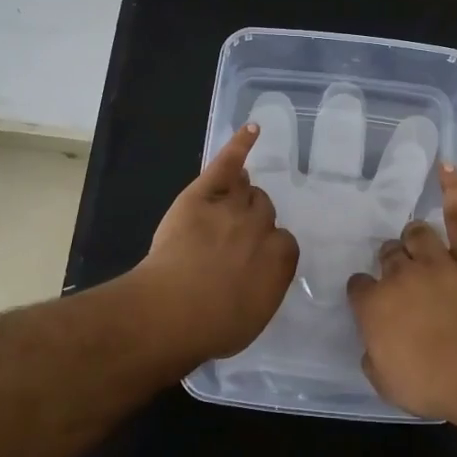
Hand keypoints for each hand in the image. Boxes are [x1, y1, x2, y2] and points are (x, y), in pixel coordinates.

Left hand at [134, 124, 300, 362]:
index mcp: (280, 260)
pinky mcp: (203, 194)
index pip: (284, 243)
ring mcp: (232, 207)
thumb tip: (260, 279)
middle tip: (233, 238)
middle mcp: (262, 228)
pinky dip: (239, 145)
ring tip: (235, 197)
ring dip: (243, 193)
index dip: (267, 249)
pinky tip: (251, 129)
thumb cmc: (212, 327)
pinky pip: (227, 164)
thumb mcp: (252, 318)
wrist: (172, 311)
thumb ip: (264, 290)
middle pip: (264, 211)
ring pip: (247, 190)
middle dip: (253, 221)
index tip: (252, 261)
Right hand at [345, 164, 456, 423]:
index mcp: (375, 304)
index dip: (364, 293)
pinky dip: (453, 190)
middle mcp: (401, 275)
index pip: (359, 286)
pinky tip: (446, 166)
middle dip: (389, 262)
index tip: (369, 301)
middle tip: (398, 275)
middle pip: (388, 255)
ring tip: (416, 241)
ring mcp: (438, 262)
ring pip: (417, 233)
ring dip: (413, 237)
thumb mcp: (386, 383)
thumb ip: (373, 355)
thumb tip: (373, 343)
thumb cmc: (433, 385)